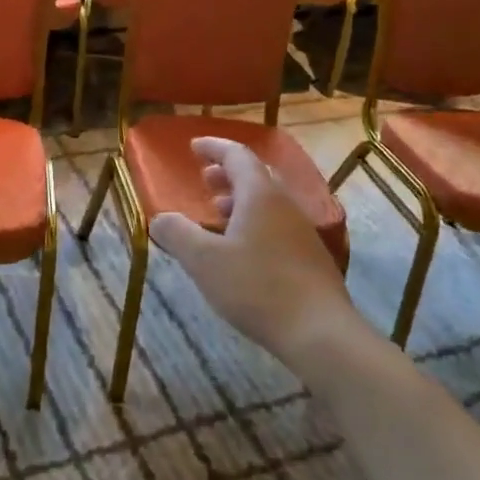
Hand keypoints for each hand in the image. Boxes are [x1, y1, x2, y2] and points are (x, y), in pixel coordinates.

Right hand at [149, 137, 354, 372]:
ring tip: (218, 213)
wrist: (320, 332)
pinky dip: (254, 222)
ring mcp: (302, 231)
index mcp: (260, 195)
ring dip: (241, 199)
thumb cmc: (257, 287)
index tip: (193, 147)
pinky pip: (277, 224)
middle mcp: (285, 204)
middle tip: (205, 179)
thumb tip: (159, 218)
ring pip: (268, 202)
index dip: (214, 147)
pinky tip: (242, 249)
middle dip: (228, 173)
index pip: (237, 155)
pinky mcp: (310, 258)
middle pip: (256, 175)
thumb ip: (177, 234)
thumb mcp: (204, 261)